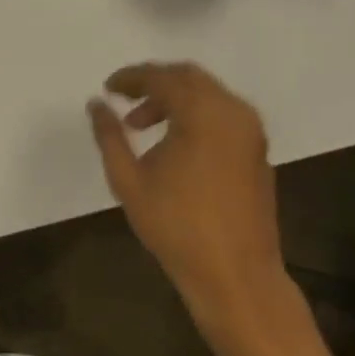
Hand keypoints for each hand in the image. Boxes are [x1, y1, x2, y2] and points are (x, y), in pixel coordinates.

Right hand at [89, 63, 289, 324]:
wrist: (239, 279)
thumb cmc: (179, 229)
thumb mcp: (129, 181)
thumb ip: (109, 135)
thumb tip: (96, 103)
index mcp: (202, 113)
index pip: (160, 77)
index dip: (130, 78)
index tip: (108, 88)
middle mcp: (231, 111)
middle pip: (187, 76)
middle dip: (153, 82)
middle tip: (125, 98)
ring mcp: (250, 130)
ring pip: (206, 93)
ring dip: (174, 98)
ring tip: (142, 125)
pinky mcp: (258, 149)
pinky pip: (222, 112)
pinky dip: (195, 113)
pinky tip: (174, 141)